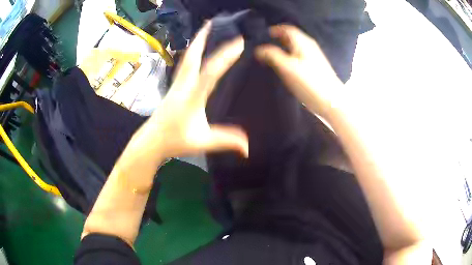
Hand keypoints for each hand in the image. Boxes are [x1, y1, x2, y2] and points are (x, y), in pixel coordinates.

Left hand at [125, 22, 247, 164]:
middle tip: (211, 23)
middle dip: (202, 38)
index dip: (224, 57)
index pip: (210, 73)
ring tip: (203, 30)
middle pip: (192, 57)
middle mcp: (183, 86)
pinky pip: (184, 65)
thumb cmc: (175, 141)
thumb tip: (248, 148)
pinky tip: (194, 51)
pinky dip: (191, 53)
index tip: (239, 43)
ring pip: (186, 59)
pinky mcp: (173, 87)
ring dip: (195, 43)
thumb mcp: (202, 142)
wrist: (151, 141)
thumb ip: (226, 141)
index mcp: (192, 97)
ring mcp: (176, 85)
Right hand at [255, 25, 343, 119]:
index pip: (287, 29)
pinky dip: (291, 56)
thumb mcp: (287, 67)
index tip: (264, 34)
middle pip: (292, 37)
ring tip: (272, 54)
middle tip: (266, 44)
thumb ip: (272, 56)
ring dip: (284, 48)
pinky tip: (286, 65)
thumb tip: (258, 49)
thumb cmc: (309, 82)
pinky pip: (300, 56)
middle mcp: (309, 46)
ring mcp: (314, 57)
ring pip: (296, 47)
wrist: (332, 101)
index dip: (275, 29)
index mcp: (303, 42)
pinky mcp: (316, 68)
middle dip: (279, 38)